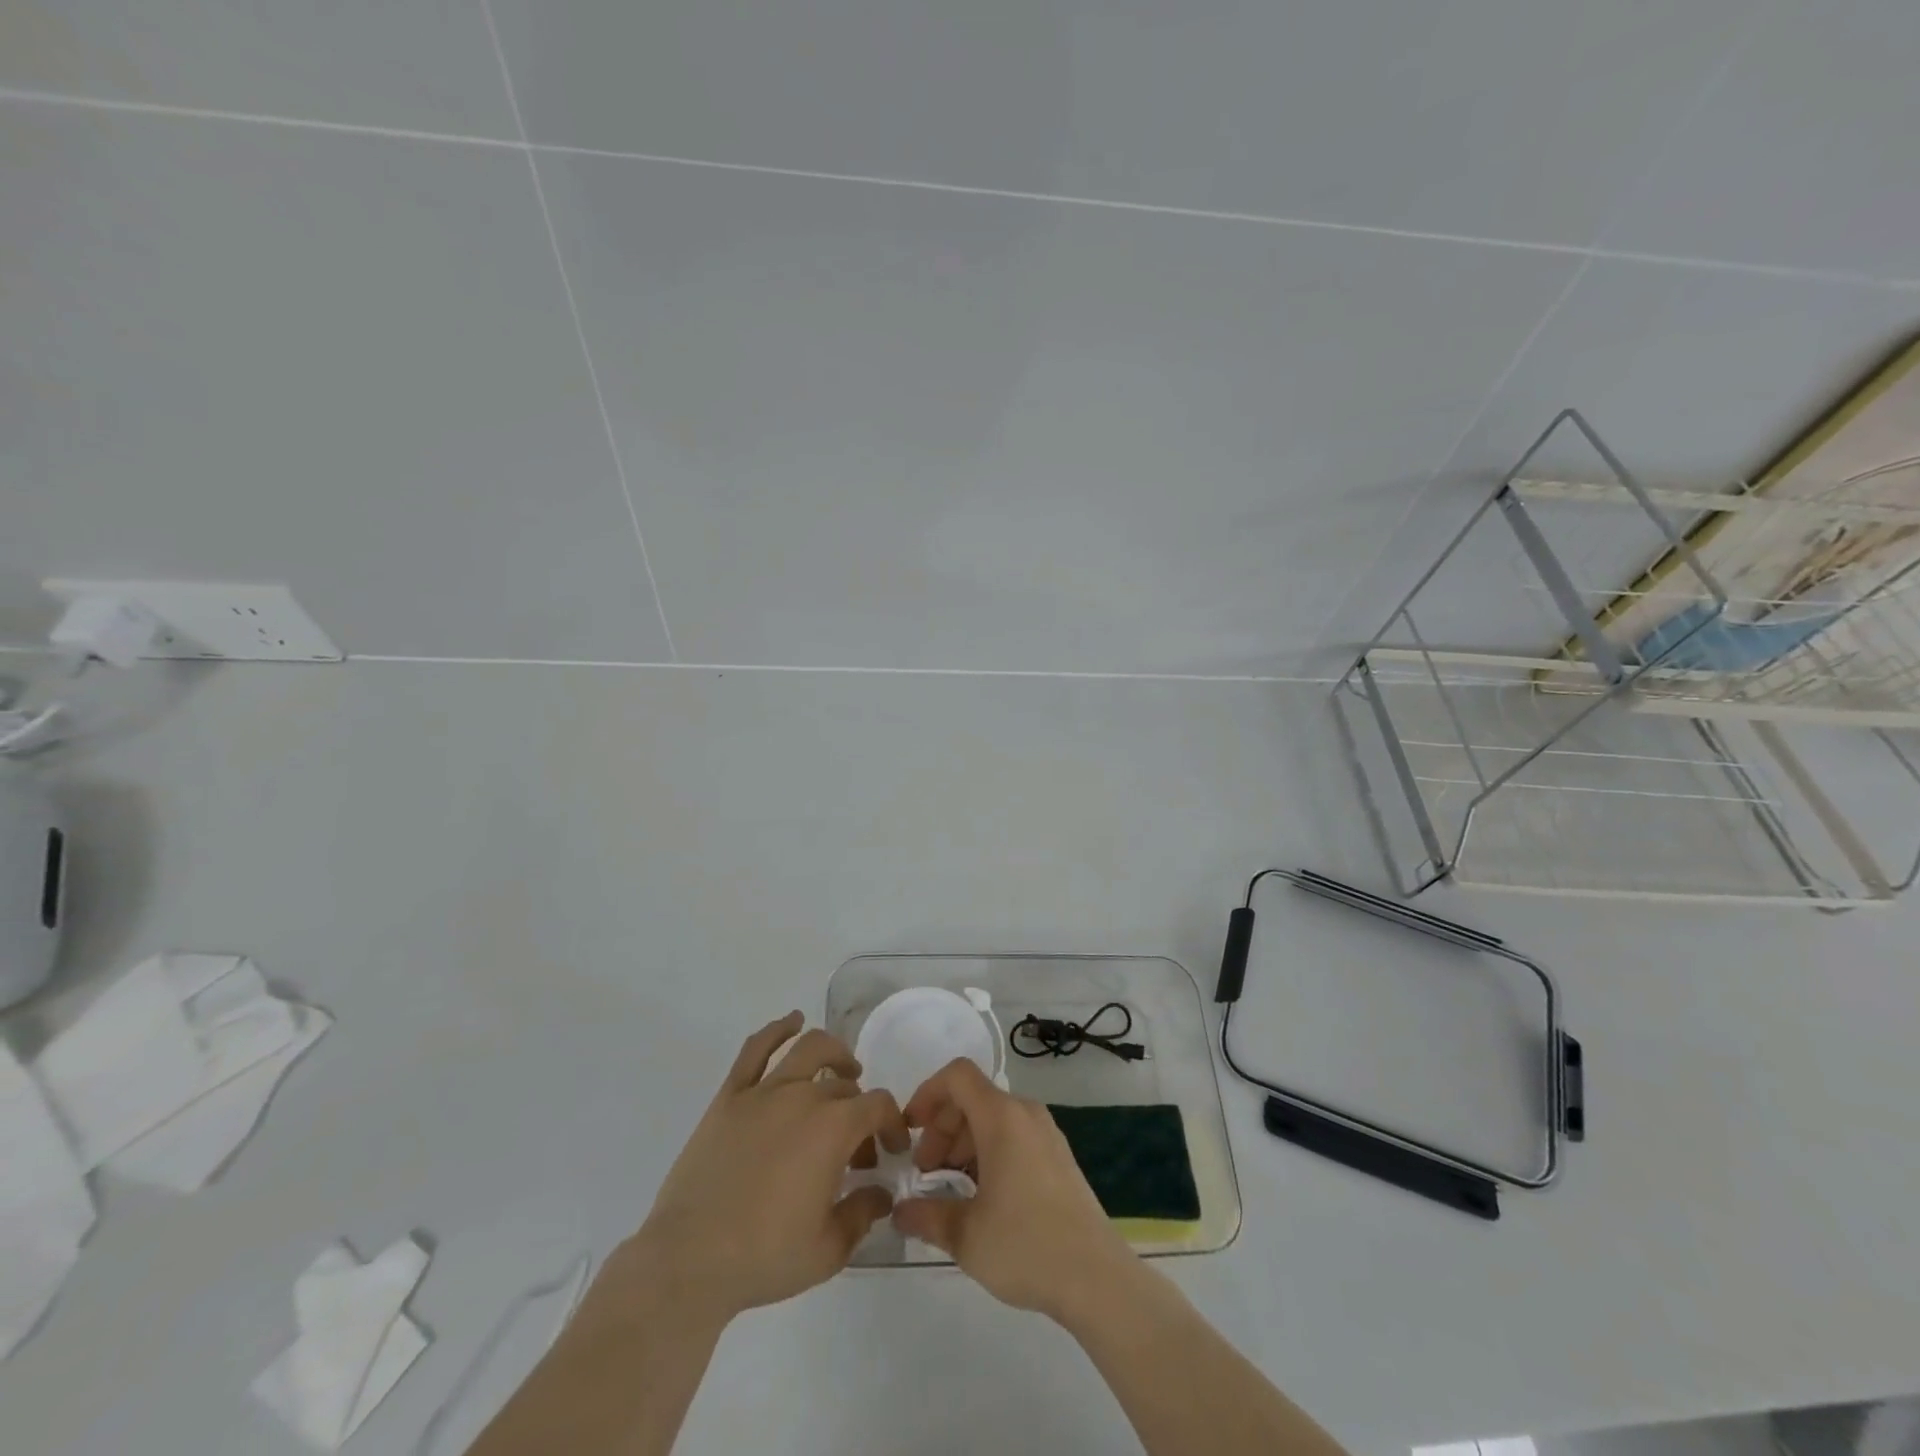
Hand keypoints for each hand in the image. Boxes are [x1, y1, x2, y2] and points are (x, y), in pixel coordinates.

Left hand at [618, 1012, 909, 1324]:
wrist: (689, 1260)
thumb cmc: (764, 1257)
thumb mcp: (828, 1249)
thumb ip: (863, 1214)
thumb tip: (881, 1193)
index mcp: (833, 1129)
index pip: (878, 1106)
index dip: (892, 1124)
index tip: (891, 1150)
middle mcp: (803, 1097)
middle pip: (844, 1086)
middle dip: (860, 1112)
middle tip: (856, 1149)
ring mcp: (764, 1092)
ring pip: (808, 1049)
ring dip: (834, 1053)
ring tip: (843, 1069)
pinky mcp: (730, 1097)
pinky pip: (756, 1049)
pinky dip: (778, 1029)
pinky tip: (792, 1022)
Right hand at [893, 1058, 1137, 1323]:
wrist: (1097, 1278)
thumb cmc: (1026, 1245)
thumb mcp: (965, 1235)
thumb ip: (926, 1216)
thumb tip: (900, 1211)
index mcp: (1002, 1117)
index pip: (957, 1075)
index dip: (926, 1093)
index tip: (909, 1130)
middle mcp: (1025, 1113)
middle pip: (973, 1098)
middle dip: (941, 1128)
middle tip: (925, 1173)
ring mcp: (1046, 1133)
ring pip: (993, 1118)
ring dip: (963, 1143)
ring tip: (949, 1189)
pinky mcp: (1058, 1156)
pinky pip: (1013, 1136)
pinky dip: (988, 1152)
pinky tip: (982, 1196)